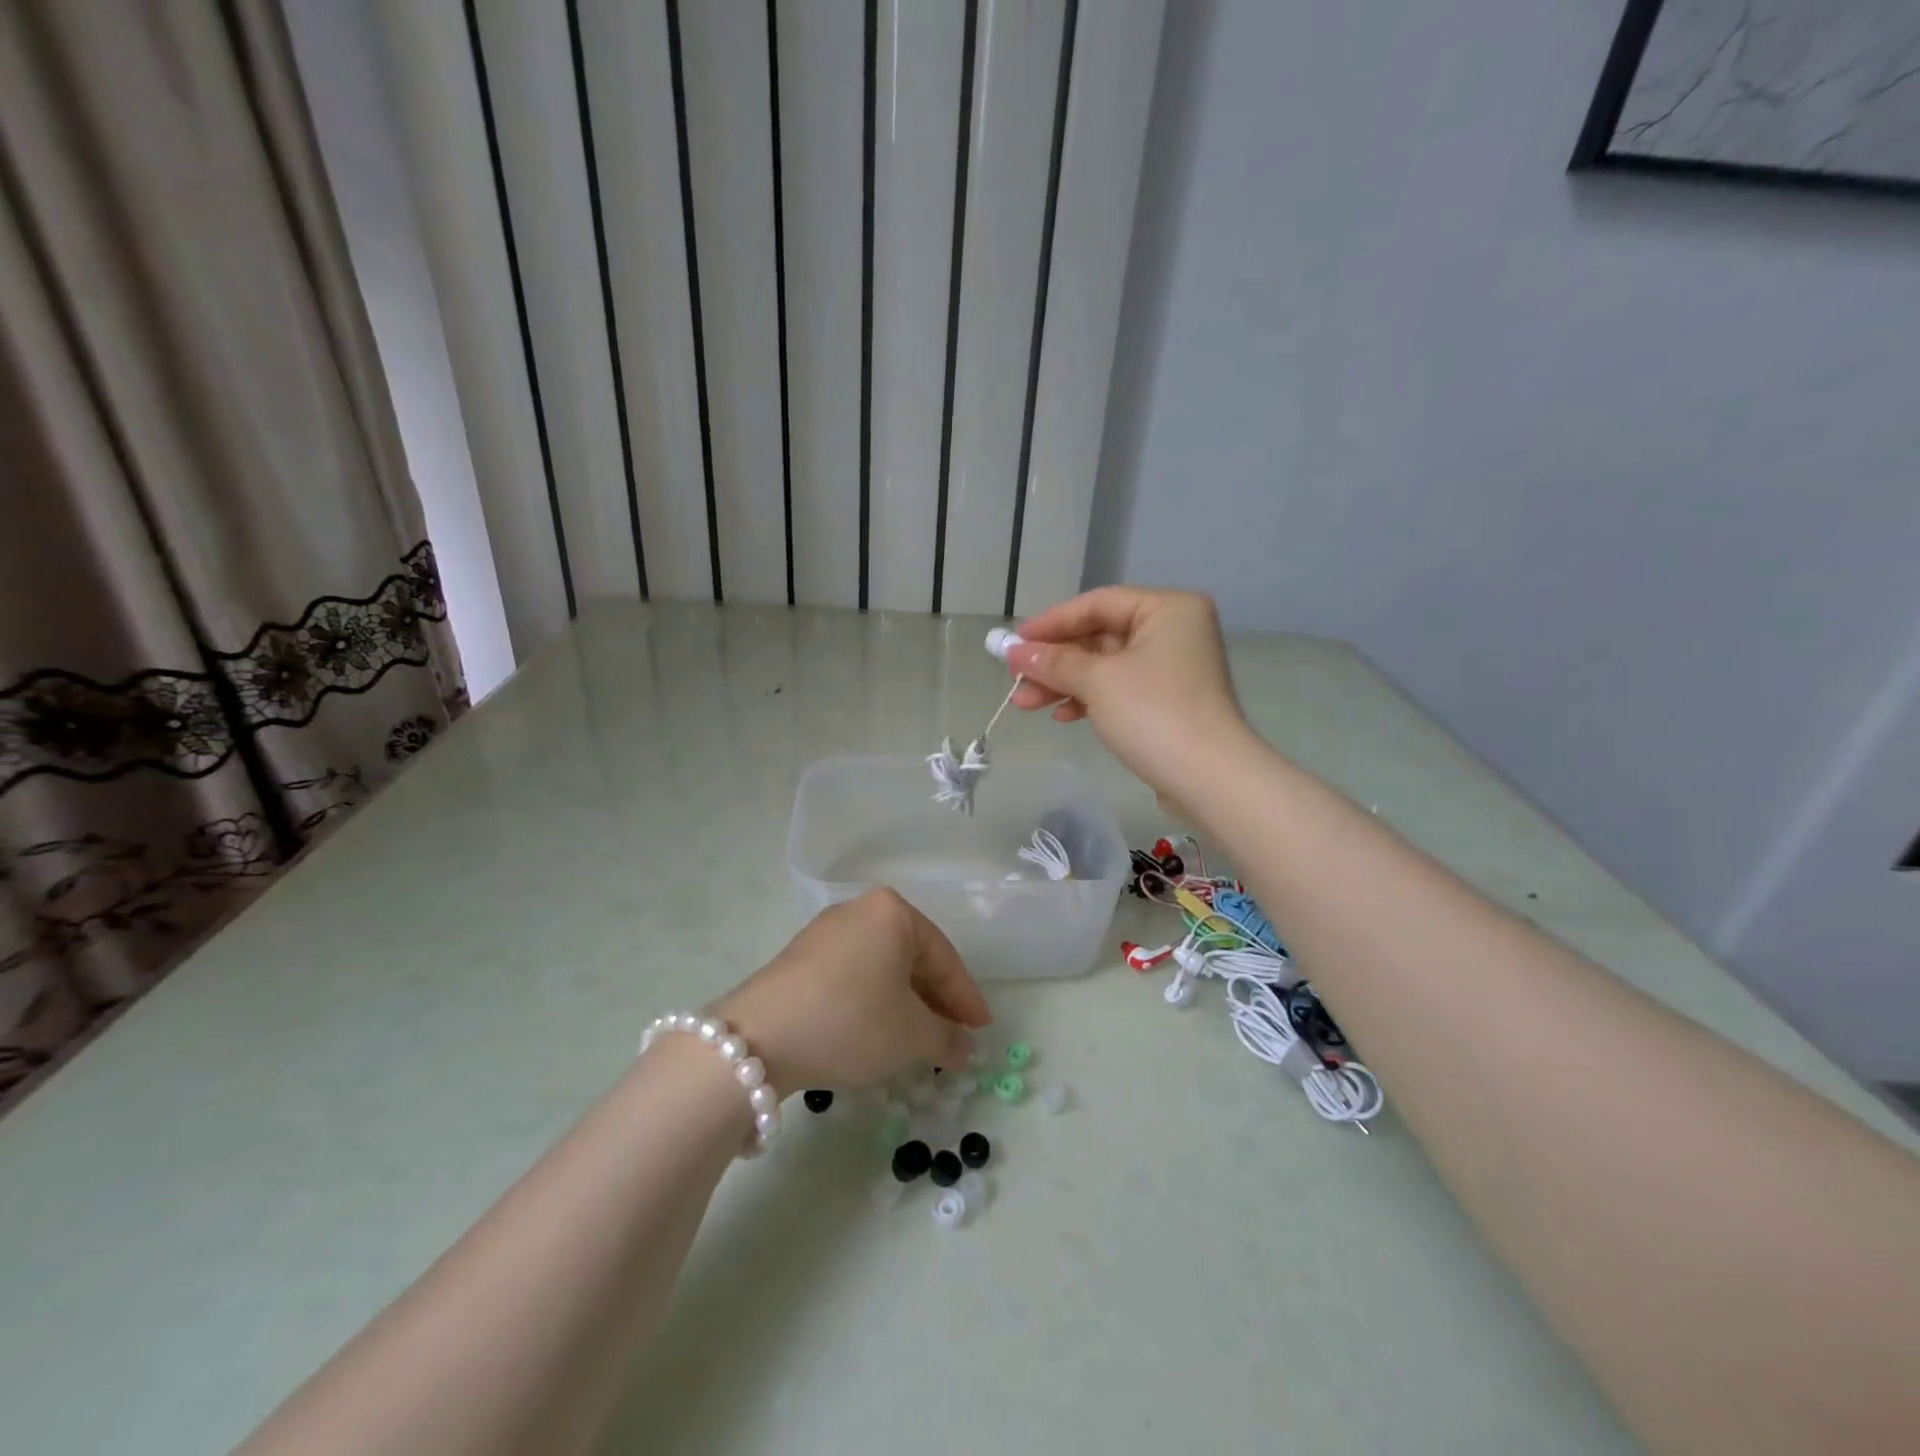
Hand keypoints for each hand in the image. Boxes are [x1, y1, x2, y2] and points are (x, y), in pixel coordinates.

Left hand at [714, 889, 991, 1092]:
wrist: (759, 1038)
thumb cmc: (851, 1021)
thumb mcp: (911, 1035)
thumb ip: (947, 1038)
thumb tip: (964, 1047)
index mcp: (892, 912)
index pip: (944, 957)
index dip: (966, 999)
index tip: (983, 1030)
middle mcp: (859, 910)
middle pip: (913, 958)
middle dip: (935, 1001)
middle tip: (954, 1038)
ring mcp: (826, 932)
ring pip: (882, 969)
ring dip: (904, 1005)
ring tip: (918, 1041)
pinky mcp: (801, 958)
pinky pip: (853, 976)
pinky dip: (873, 1002)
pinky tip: (877, 1033)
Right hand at [1005, 587, 1251, 800]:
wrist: (1209, 780)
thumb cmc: (1154, 714)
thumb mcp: (1098, 682)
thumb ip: (1054, 662)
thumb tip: (1014, 652)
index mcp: (1168, 609)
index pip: (1098, 604)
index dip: (1052, 622)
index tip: (1015, 642)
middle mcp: (1174, 630)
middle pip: (1100, 635)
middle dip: (1055, 660)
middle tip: (1015, 677)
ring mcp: (1172, 668)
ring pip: (1105, 666)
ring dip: (1064, 683)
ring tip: (1024, 703)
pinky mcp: (1167, 701)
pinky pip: (1118, 689)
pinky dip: (1088, 699)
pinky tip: (1062, 716)